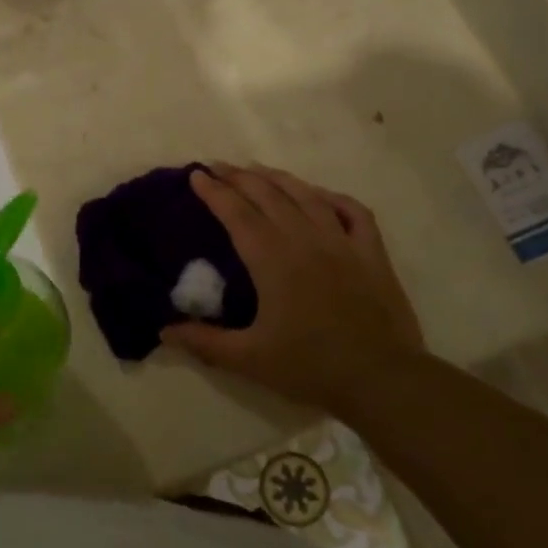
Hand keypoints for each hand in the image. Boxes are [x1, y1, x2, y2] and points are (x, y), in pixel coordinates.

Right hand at [163, 164, 424, 414]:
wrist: (383, 380)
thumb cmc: (311, 367)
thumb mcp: (249, 360)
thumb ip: (204, 342)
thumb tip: (164, 331)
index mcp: (273, 260)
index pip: (237, 213)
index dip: (214, 192)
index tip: (195, 174)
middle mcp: (305, 240)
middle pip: (268, 195)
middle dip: (239, 177)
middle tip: (217, 166)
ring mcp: (342, 243)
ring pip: (307, 196)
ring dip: (278, 178)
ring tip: (257, 169)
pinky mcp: (371, 254)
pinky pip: (353, 212)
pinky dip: (332, 198)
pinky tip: (319, 195)